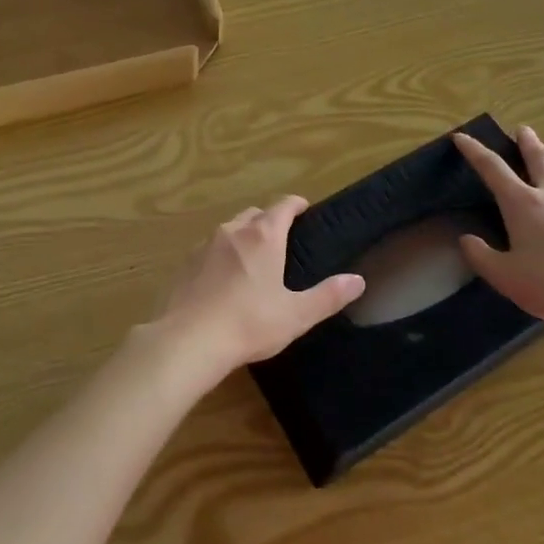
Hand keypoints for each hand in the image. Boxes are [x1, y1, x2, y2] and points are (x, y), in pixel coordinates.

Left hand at [153, 197, 363, 383]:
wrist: (189, 339)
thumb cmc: (250, 323)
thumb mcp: (296, 314)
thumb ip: (328, 296)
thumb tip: (358, 280)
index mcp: (263, 237)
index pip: (282, 206)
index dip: (295, 204)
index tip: (304, 208)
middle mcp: (233, 231)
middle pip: (254, 214)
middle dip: (268, 220)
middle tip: (281, 239)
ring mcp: (205, 244)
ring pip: (229, 229)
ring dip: (243, 236)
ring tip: (253, 259)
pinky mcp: (186, 262)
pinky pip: (209, 249)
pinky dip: (221, 255)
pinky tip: (223, 278)